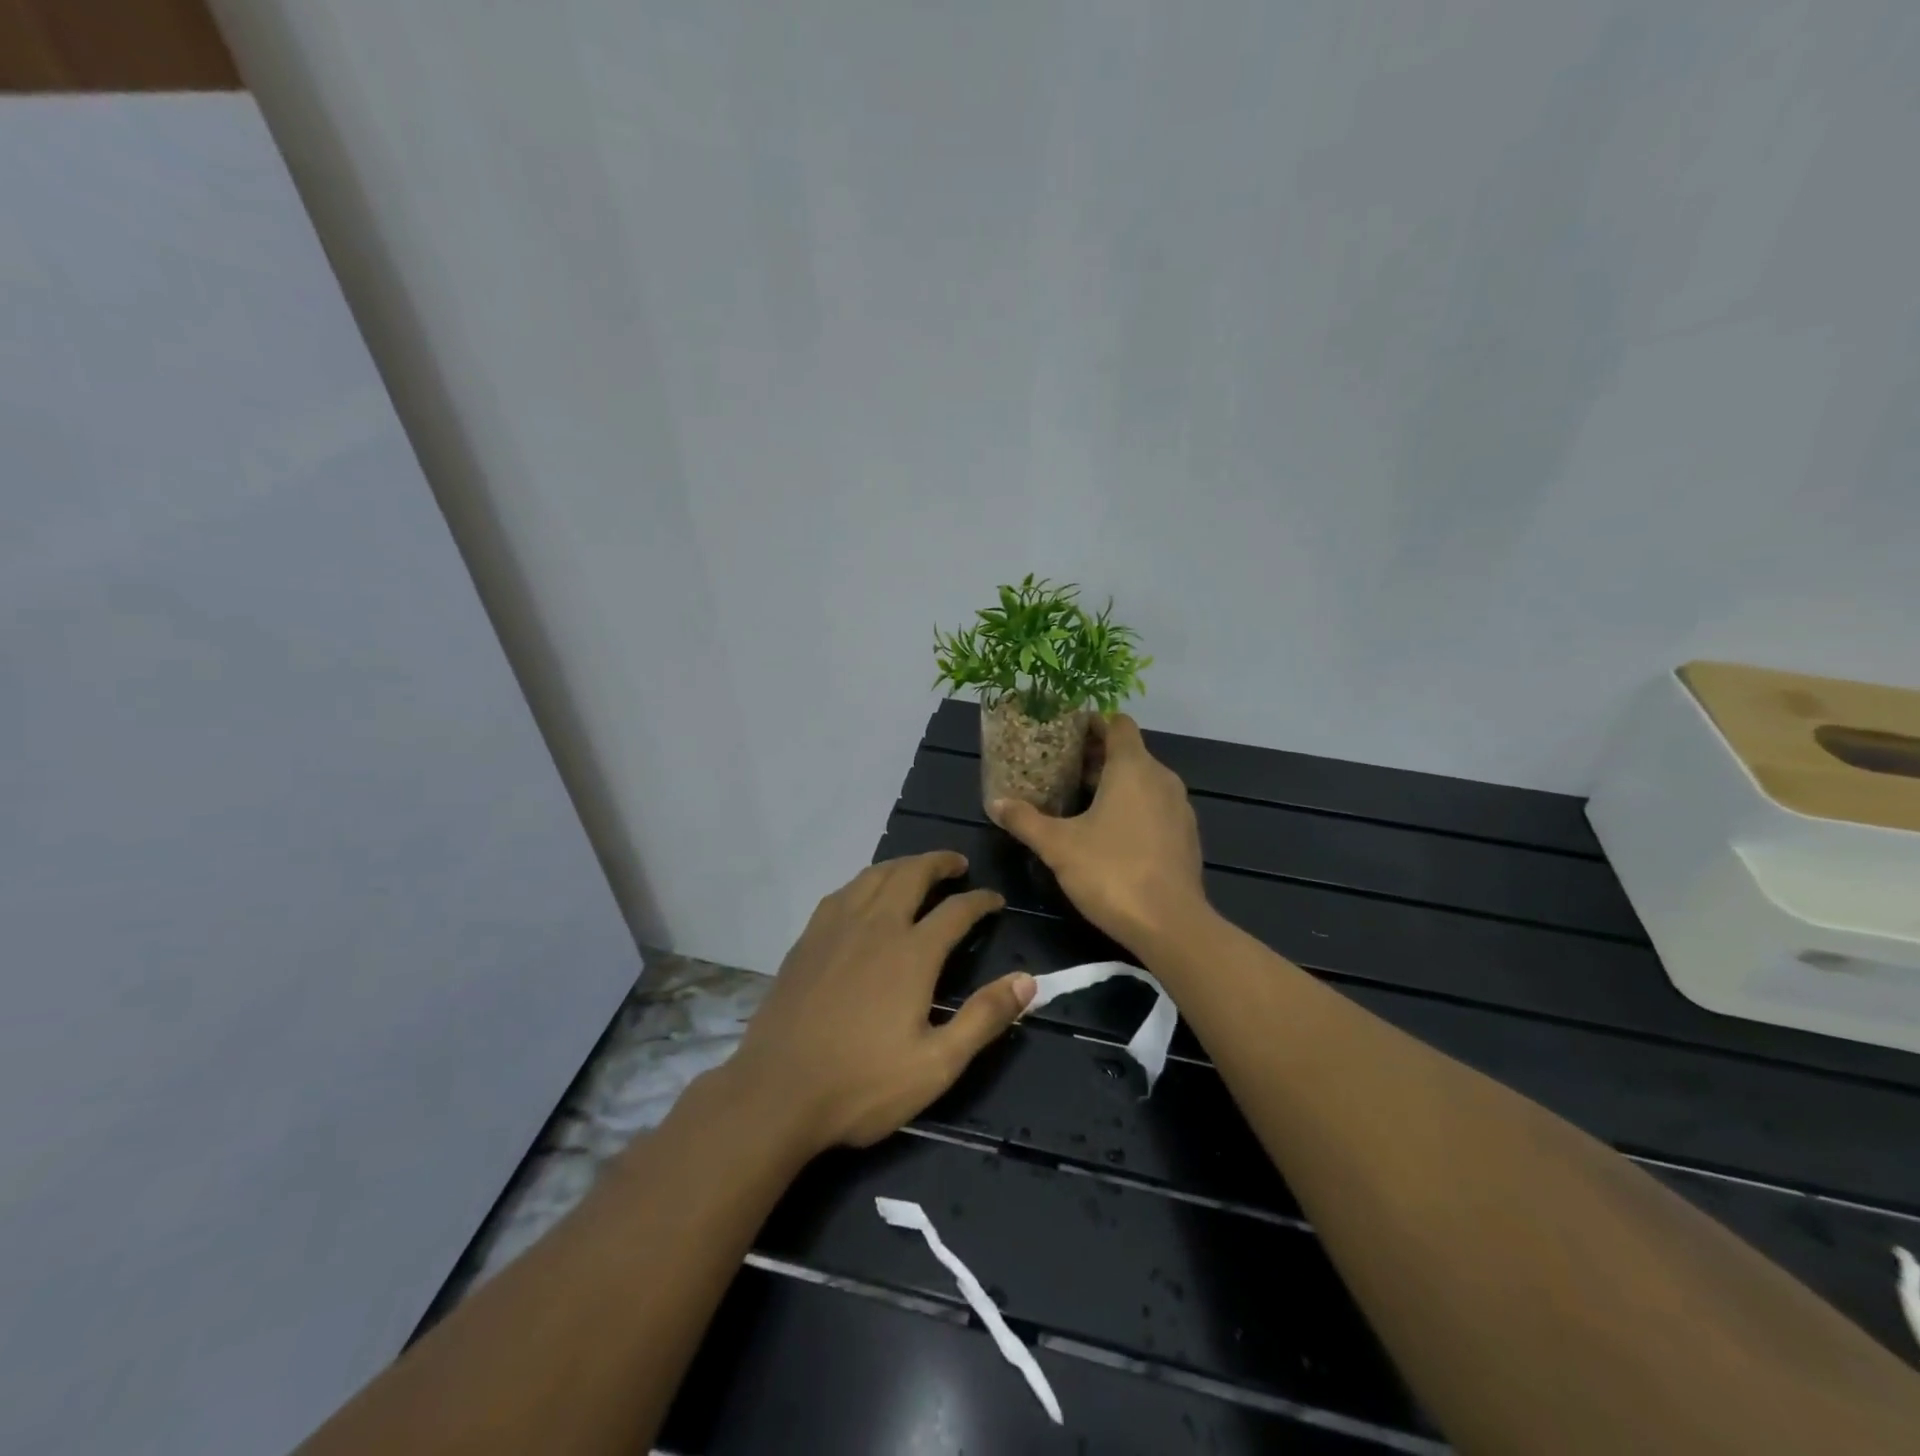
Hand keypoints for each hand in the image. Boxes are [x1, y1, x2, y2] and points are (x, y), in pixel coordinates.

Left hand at [724, 852, 1034, 1153]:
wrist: (776, 1094)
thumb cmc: (862, 1084)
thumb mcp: (937, 1065)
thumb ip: (984, 1018)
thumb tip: (1027, 980)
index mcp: (911, 953)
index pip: (956, 910)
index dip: (981, 900)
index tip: (995, 900)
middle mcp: (875, 926)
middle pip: (911, 874)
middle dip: (940, 863)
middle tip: (958, 865)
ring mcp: (835, 929)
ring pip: (874, 876)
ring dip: (902, 865)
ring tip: (917, 870)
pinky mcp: (808, 940)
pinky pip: (842, 893)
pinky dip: (865, 882)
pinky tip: (865, 894)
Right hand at [989, 714, 1206, 952]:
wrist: (1170, 925)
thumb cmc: (1111, 872)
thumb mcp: (1058, 846)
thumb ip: (1026, 821)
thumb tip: (996, 804)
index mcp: (1133, 768)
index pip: (1117, 724)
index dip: (1092, 723)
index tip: (1065, 734)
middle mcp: (1162, 778)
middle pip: (1129, 753)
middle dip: (1096, 757)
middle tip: (1060, 770)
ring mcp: (1179, 808)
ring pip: (1144, 781)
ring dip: (1115, 784)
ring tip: (1080, 801)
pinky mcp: (1186, 836)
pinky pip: (1156, 806)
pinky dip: (1134, 807)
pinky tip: (1110, 833)